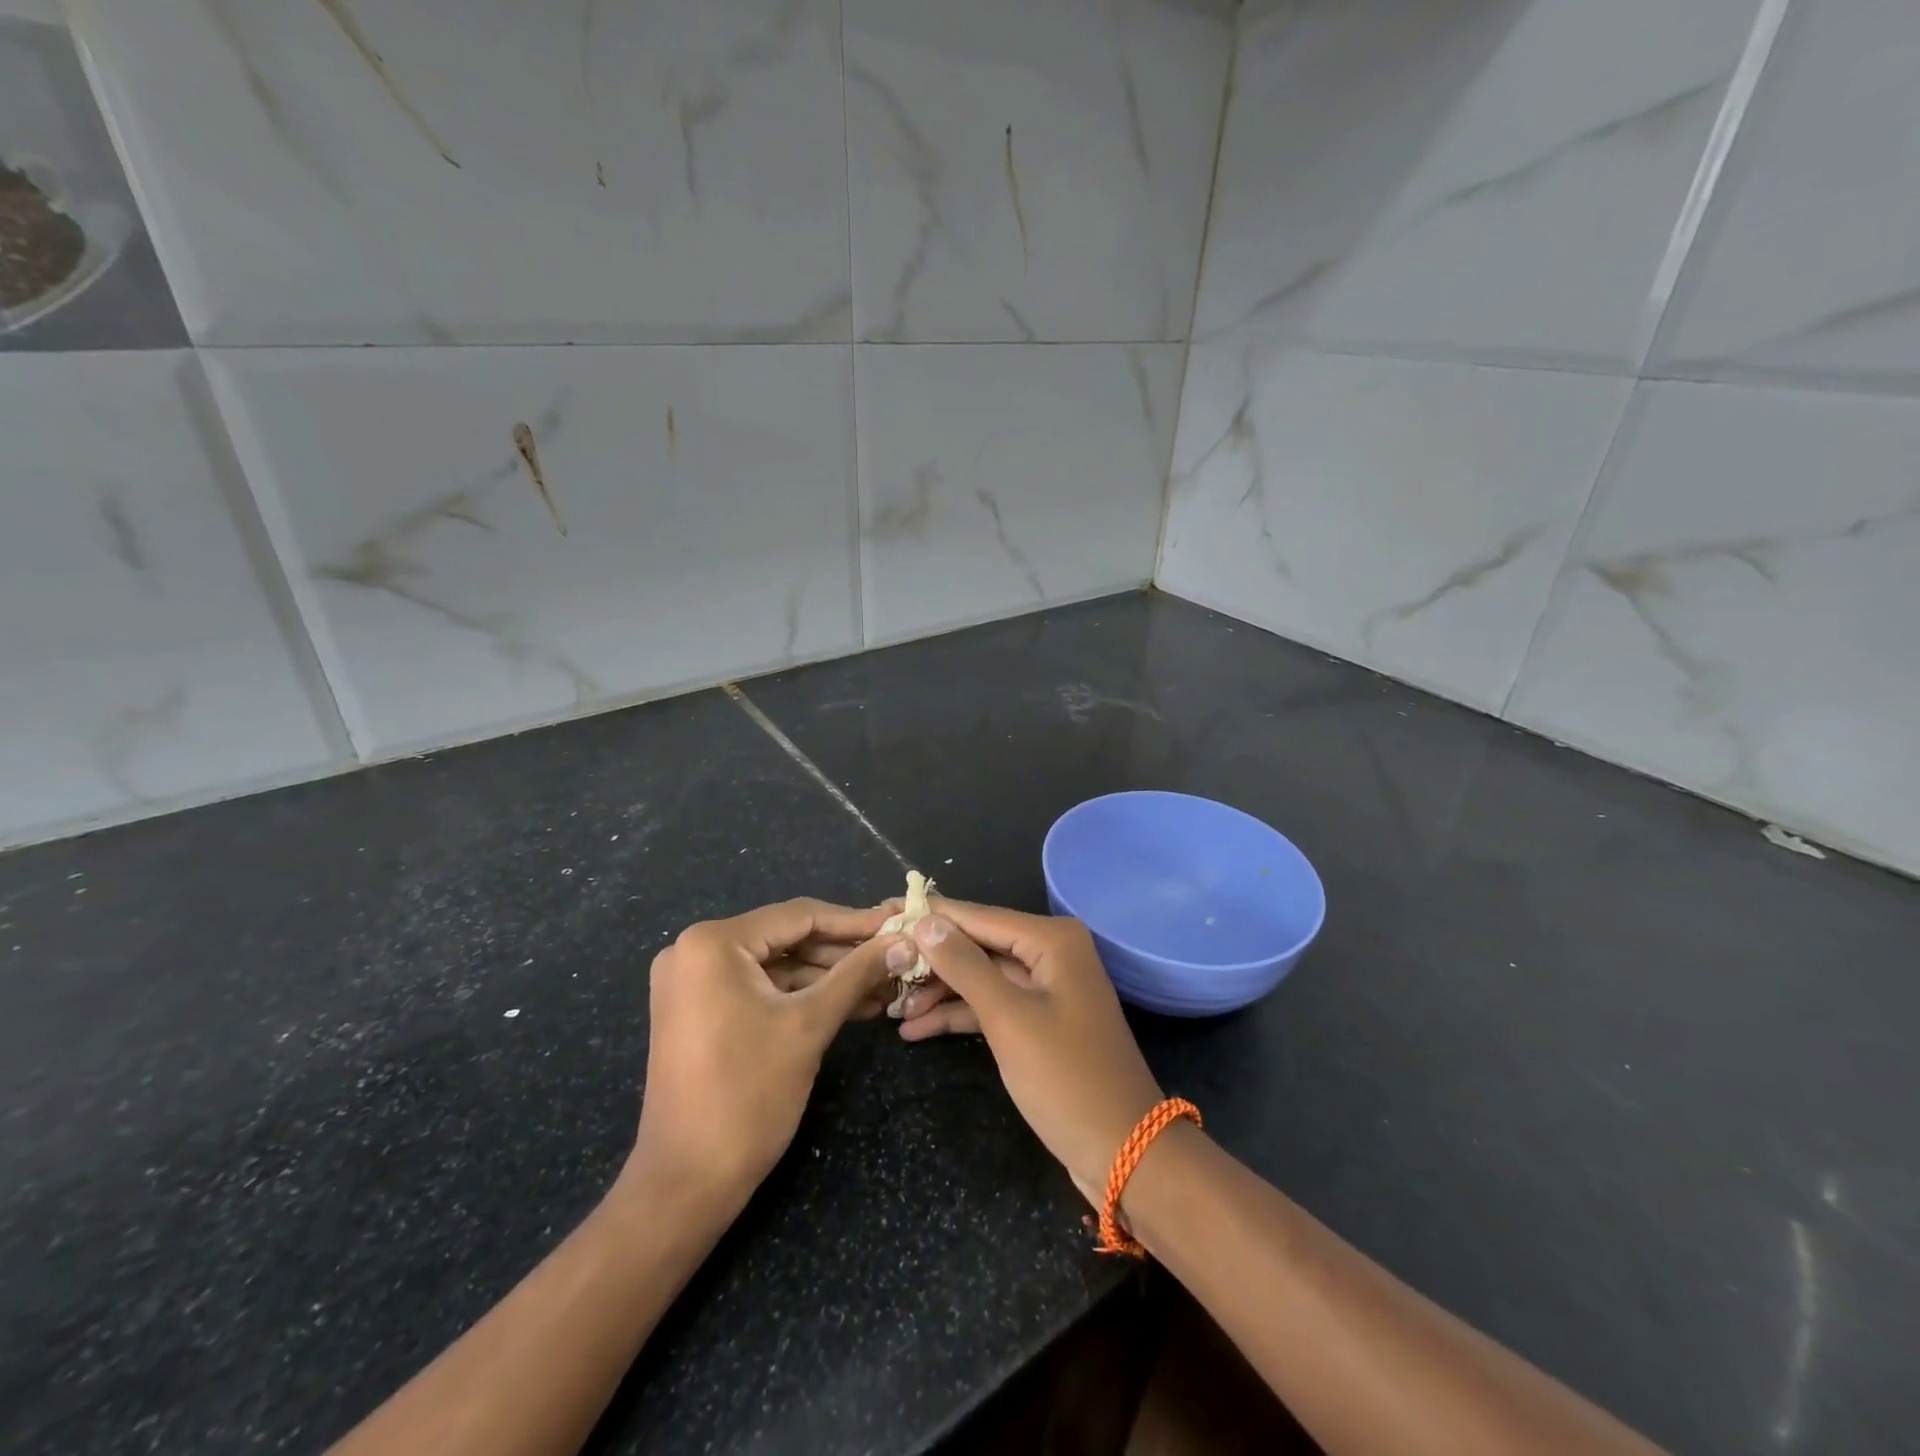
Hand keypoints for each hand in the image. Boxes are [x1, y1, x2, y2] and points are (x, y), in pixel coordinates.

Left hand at [624, 899, 897, 1206]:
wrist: (687, 1183)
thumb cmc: (748, 1094)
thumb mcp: (810, 1024)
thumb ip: (859, 973)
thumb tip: (905, 941)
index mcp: (712, 942)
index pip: (798, 916)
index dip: (854, 922)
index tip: (897, 926)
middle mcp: (694, 950)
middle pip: (787, 938)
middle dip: (843, 954)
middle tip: (895, 959)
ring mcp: (693, 982)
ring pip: (777, 965)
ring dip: (828, 977)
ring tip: (883, 986)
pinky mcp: (699, 1010)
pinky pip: (760, 989)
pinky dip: (802, 996)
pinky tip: (851, 1005)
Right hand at [896, 901, 1163, 1207]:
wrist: (1125, 1152)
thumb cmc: (1066, 1077)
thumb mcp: (1008, 1018)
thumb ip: (964, 965)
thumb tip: (924, 920)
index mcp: (1051, 939)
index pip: (977, 917)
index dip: (930, 916)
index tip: (882, 912)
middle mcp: (1051, 953)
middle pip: (977, 946)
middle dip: (931, 961)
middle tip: (877, 967)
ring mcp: (1046, 989)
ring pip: (981, 977)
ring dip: (939, 992)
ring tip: (889, 1006)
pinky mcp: (1040, 1022)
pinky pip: (992, 1006)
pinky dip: (959, 1015)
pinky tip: (915, 1029)